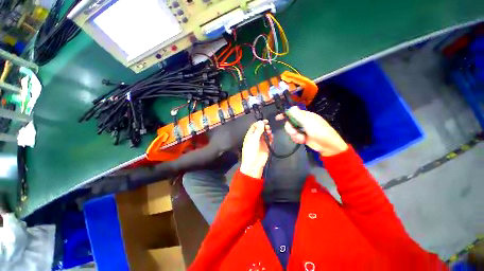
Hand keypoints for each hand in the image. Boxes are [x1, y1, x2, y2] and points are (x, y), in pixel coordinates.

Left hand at [240, 120, 272, 178]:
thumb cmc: (251, 151)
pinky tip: (271, 137)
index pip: (254, 126)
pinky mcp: (266, 146)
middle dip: (264, 127)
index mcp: (250, 136)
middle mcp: (255, 138)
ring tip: (269, 132)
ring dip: (268, 132)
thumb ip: (258, 131)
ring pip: (265, 134)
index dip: (259, 123)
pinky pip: (269, 140)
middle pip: (260, 129)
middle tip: (268, 126)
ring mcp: (261, 142)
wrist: (254, 165)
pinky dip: (271, 137)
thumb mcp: (253, 140)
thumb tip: (261, 122)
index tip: (265, 121)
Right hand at [276, 106, 347, 156]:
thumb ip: (299, 116)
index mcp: (305, 116)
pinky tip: (303, 141)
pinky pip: (294, 137)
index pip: (292, 113)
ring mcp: (302, 130)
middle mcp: (302, 122)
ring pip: (291, 131)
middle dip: (291, 129)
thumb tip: (291, 107)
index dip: (285, 114)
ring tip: (302, 138)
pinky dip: (297, 139)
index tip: (277, 118)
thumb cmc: (320, 131)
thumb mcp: (309, 123)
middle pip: (289, 123)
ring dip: (295, 135)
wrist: (328, 146)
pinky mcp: (302, 137)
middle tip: (295, 132)